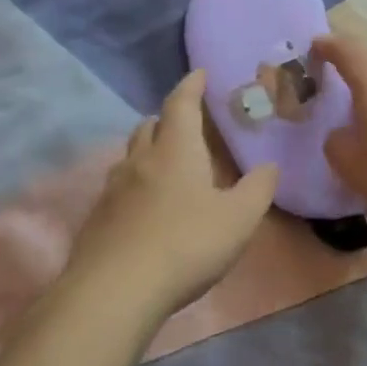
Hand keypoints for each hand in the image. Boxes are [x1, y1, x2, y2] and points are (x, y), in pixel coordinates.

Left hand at [63, 71, 278, 318]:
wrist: (114, 291)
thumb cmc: (186, 245)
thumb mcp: (239, 219)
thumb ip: (258, 189)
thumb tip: (269, 167)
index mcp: (176, 150)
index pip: (181, 103)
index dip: (191, 85)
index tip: (200, 74)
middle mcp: (140, 160)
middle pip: (150, 125)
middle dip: (169, 118)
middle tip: (188, 124)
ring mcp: (112, 189)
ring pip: (131, 156)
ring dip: (150, 151)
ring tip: (169, 165)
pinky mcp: (97, 219)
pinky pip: (119, 187)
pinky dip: (136, 184)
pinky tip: (147, 208)